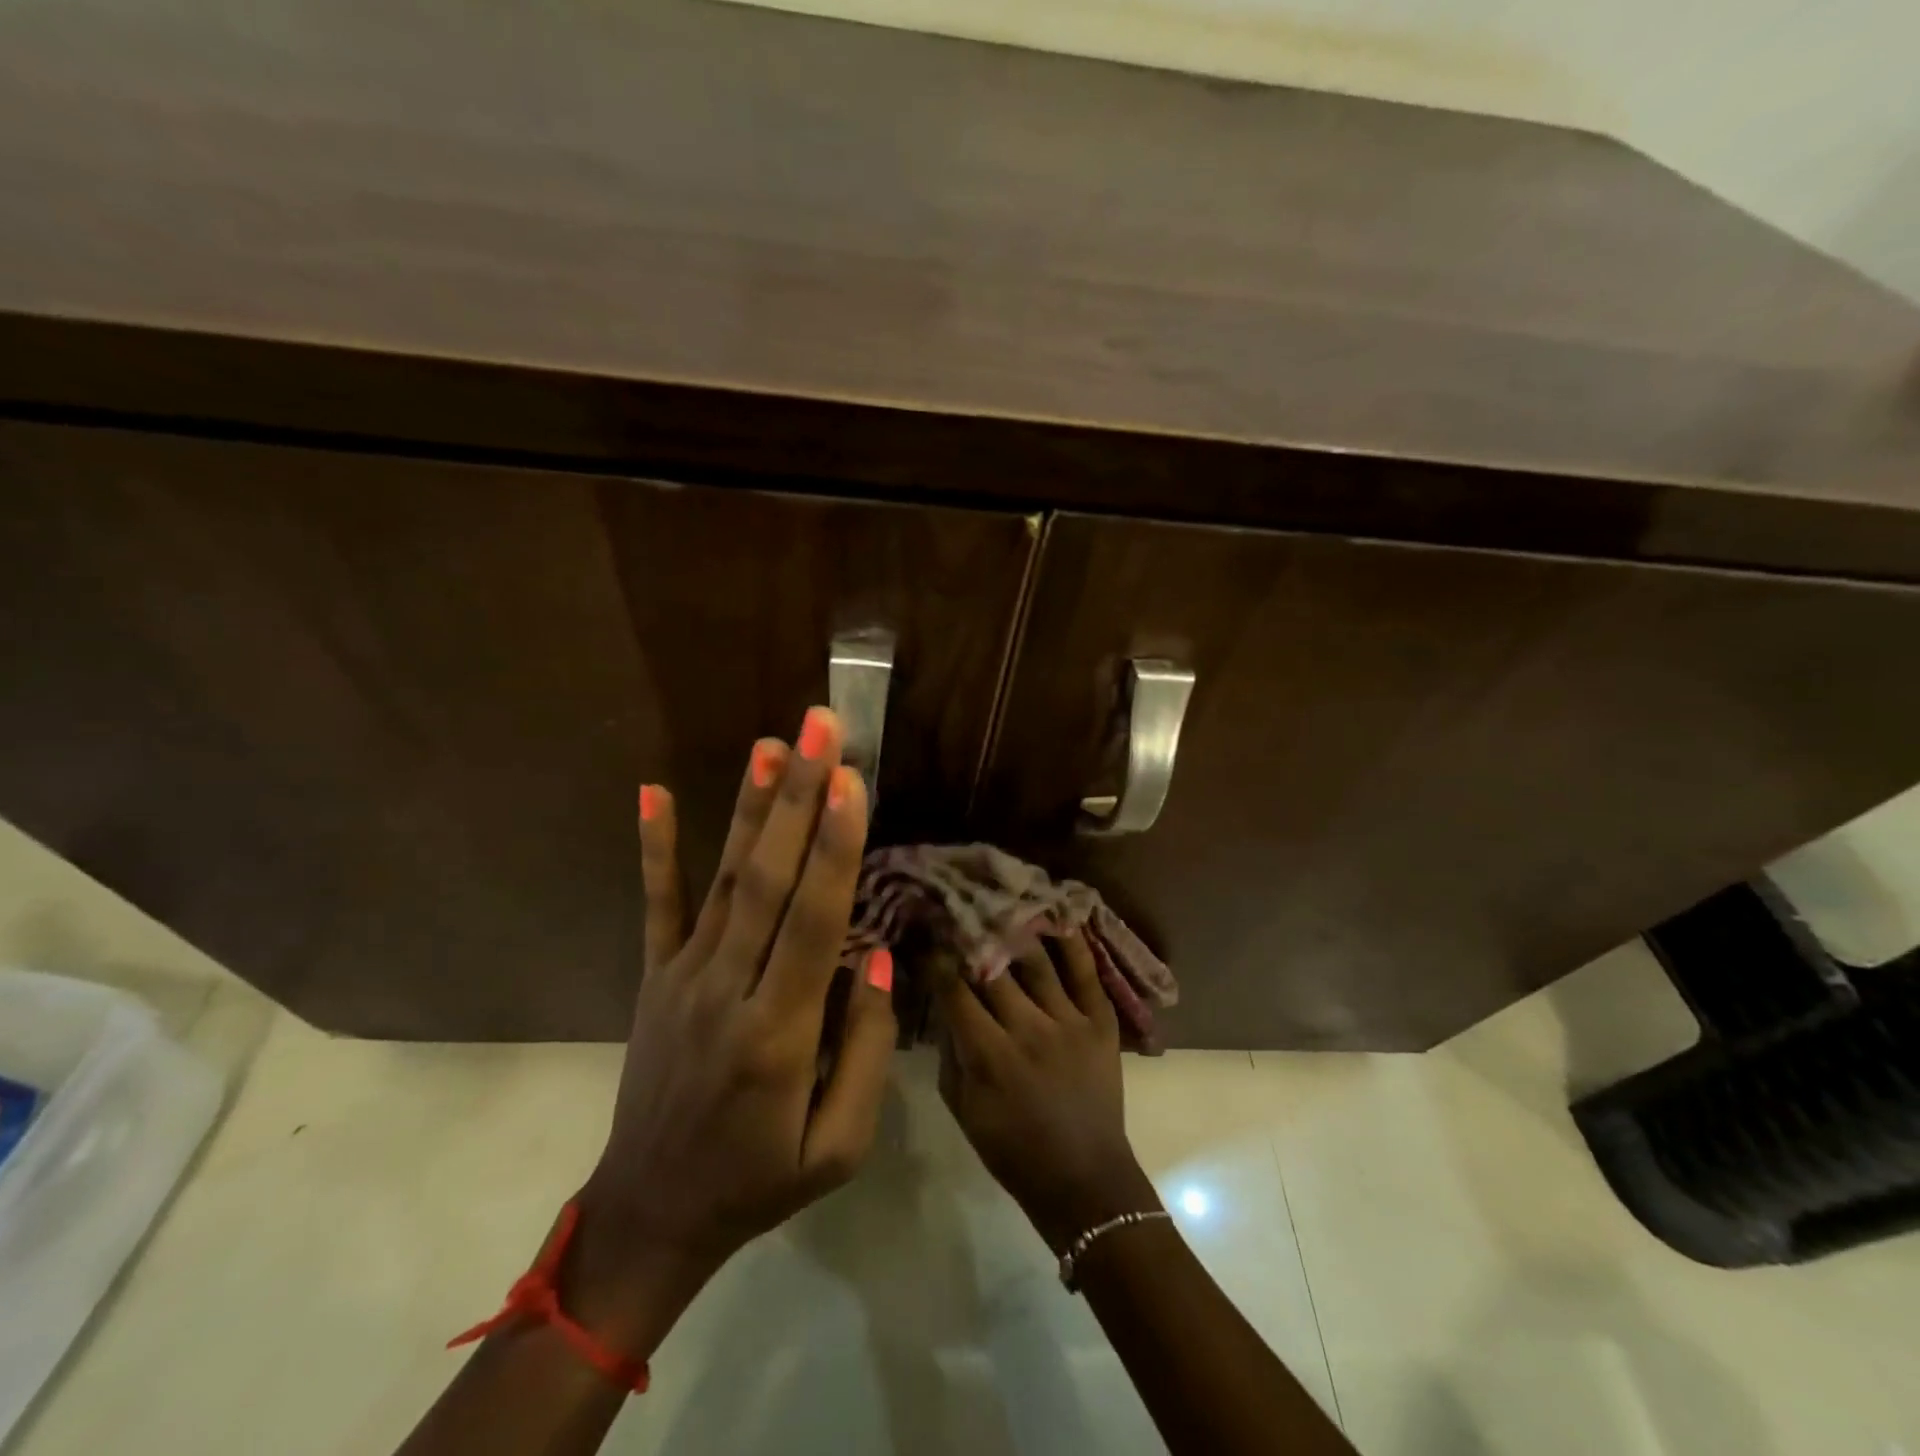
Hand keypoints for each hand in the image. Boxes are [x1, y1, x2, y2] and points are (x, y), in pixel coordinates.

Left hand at [567, 708, 896, 1355]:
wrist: (651, 1216)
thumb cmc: (759, 1183)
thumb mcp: (838, 1147)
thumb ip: (865, 1048)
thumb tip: (875, 951)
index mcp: (778, 1034)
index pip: (812, 920)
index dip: (834, 846)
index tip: (850, 780)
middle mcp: (727, 989)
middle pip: (769, 879)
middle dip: (798, 796)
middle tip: (819, 728)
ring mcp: (683, 976)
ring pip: (724, 878)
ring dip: (750, 806)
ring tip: (770, 742)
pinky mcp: (655, 977)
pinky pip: (657, 903)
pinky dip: (655, 845)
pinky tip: (652, 790)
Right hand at [936, 934, 1158, 1252]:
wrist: (1085, 1180)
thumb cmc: (1013, 1150)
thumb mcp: (963, 1108)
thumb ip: (950, 1052)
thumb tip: (942, 1003)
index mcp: (990, 1055)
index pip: (954, 990)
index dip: (936, 959)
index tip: (925, 935)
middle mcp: (1029, 1029)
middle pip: (993, 967)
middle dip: (970, 935)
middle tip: (956, 908)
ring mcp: (1069, 1021)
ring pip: (1036, 960)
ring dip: (1014, 929)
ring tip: (998, 902)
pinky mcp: (1101, 1022)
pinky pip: (1086, 972)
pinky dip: (1072, 942)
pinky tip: (1056, 916)